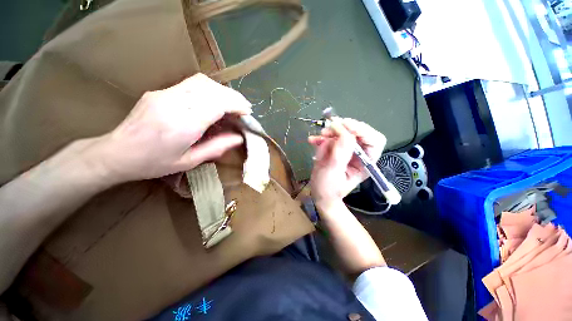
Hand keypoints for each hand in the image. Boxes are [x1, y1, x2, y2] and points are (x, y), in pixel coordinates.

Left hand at [91, 73, 251, 183]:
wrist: (116, 153)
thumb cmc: (154, 163)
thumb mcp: (190, 161)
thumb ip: (217, 147)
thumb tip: (239, 138)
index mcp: (182, 125)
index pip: (216, 104)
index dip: (236, 105)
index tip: (247, 111)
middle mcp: (173, 104)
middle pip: (211, 89)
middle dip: (232, 96)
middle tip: (243, 107)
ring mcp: (164, 94)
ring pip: (201, 82)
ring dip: (221, 90)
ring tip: (232, 102)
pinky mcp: (160, 91)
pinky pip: (190, 84)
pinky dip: (209, 89)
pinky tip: (214, 100)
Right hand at [309, 119, 385, 210]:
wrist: (320, 194)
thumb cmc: (328, 189)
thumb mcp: (333, 174)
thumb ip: (340, 155)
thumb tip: (345, 134)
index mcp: (365, 163)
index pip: (374, 141)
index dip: (363, 130)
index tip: (345, 126)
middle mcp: (359, 154)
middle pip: (359, 132)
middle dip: (344, 128)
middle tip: (330, 127)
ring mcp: (347, 150)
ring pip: (344, 132)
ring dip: (331, 132)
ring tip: (319, 136)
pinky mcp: (336, 148)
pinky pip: (331, 137)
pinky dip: (321, 137)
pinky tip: (312, 140)